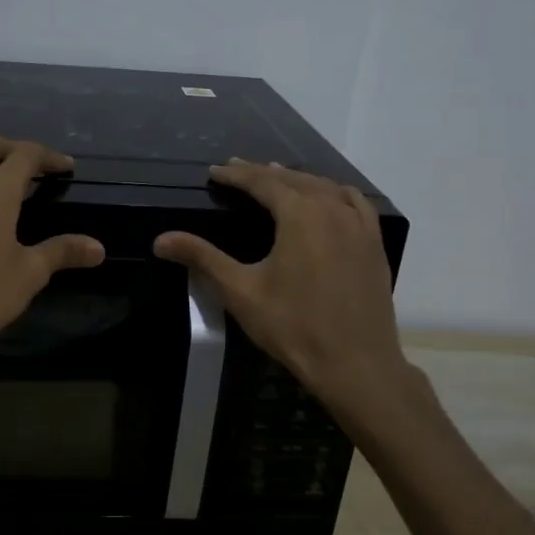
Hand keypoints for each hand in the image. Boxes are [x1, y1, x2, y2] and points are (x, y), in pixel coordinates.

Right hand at [154, 160, 408, 405]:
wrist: (356, 364)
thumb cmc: (294, 327)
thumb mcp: (241, 292)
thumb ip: (202, 258)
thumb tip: (160, 240)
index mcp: (300, 215)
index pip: (261, 182)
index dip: (235, 175)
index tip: (214, 171)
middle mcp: (332, 209)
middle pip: (293, 180)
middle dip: (263, 173)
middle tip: (237, 170)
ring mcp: (359, 225)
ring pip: (325, 188)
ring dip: (297, 180)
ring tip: (276, 178)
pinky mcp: (374, 244)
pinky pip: (354, 203)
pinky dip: (334, 193)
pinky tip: (329, 198)